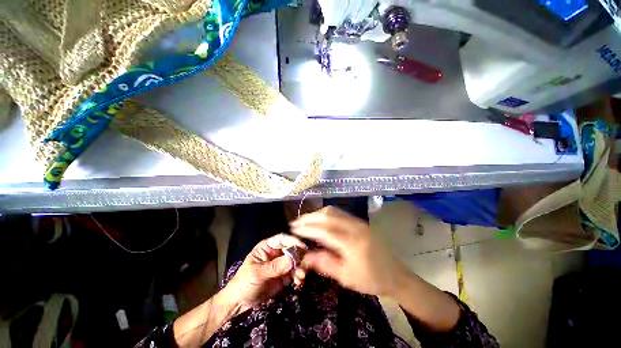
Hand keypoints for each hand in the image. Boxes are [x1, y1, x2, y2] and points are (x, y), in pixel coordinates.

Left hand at [222, 234, 305, 313]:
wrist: (239, 303)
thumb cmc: (244, 283)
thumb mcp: (258, 273)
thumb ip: (276, 266)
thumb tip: (293, 259)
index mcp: (267, 247)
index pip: (282, 239)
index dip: (293, 241)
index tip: (303, 247)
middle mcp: (276, 253)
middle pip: (292, 249)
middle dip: (299, 256)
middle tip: (305, 265)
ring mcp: (281, 264)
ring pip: (295, 261)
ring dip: (300, 267)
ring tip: (301, 276)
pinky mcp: (284, 275)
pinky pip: (295, 272)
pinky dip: (299, 276)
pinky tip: (299, 282)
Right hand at [291, 207, 405, 295]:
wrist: (396, 275)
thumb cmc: (371, 279)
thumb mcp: (346, 277)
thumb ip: (324, 263)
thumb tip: (305, 255)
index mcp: (352, 242)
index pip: (324, 230)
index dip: (307, 228)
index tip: (294, 229)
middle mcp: (355, 227)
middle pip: (328, 215)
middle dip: (309, 218)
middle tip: (296, 223)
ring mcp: (358, 222)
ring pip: (333, 211)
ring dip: (317, 214)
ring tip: (305, 221)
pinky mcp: (360, 221)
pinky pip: (339, 212)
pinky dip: (326, 214)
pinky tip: (320, 219)